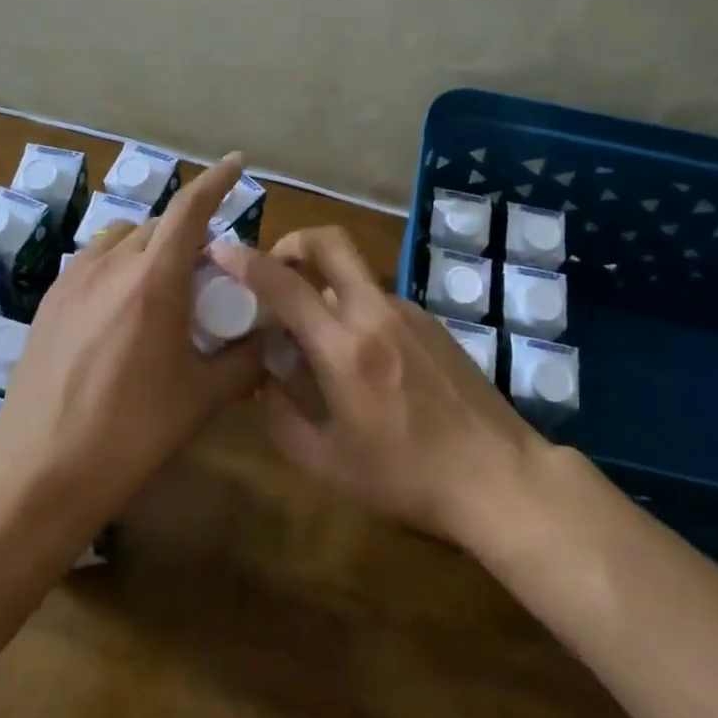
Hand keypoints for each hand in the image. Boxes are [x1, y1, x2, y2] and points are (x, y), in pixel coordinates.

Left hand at [0, 154, 264, 530]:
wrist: (39, 470)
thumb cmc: (130, 431)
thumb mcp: (202, 398)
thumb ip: (245, 360)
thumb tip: (271, 338)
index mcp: (153, 281)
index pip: (190, 209)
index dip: (217, 179)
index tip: (238, 162)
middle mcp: (111, 265)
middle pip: (159, 224)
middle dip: (190, 231)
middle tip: (211, 267)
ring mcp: (73, 280)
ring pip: (124, 238)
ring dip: (152, 245)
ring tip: (166, 283)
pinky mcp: (50, 300)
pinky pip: (95, 260)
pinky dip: (121, 262)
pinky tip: (124, 305)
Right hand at [209, 227, 545, 546]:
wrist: (496, 474)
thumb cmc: (407, 476)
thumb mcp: (328, 464)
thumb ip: (282, 418)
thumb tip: (262, 379)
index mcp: (344, 347)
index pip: (285, 285)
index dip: (247, 261)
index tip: (221, 250)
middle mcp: (375, 313)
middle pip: (331, 242)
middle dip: (294, 241)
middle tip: (275, 267)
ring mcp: (408, 312)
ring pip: (354, 274)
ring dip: (324, 283)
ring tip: (312, 331)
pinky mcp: (431, 321)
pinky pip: (379, 299)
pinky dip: (354, 307)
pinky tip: (358, 355)